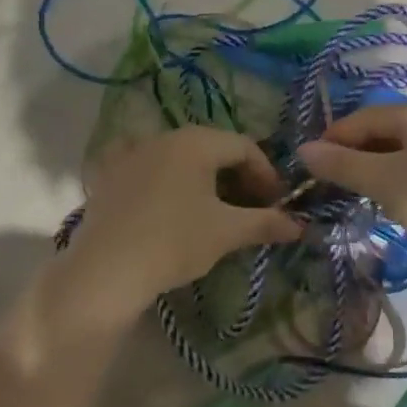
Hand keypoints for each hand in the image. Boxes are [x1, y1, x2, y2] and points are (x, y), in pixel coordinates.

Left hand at [63, 128, 301, 308]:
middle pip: (212, 148)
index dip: (267, 174)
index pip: (245, 147)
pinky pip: (145, 167)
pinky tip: (165, 199)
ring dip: (203, 178)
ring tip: (212, 209)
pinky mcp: (108, 175)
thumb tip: (300, 225)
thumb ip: (266, 223)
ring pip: (179, 157)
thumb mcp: (227, 232)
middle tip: (250, 207)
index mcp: (197, 141)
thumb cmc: (175, 242)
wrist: (106, 270)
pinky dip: (163, 178)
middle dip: (237, 175)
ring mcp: (132, 153)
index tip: (276, 204)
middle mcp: (164, 136)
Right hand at [296, 105, 406, 264]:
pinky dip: (402, 172)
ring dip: (379, 162)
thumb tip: (304, 149)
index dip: (335, 136)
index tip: (313, 161)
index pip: (366, 116)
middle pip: (387, 128)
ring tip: (360, 186)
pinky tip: (398, 193)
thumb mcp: (383, 182)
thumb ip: (343, 164)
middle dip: (356, 149)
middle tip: (334, 176)